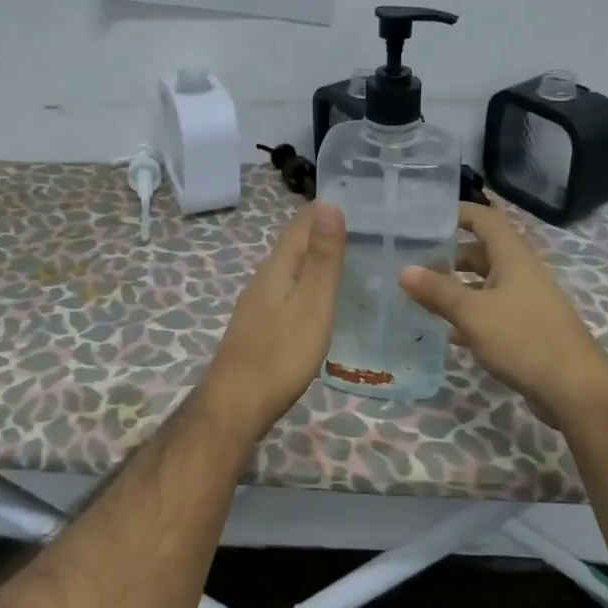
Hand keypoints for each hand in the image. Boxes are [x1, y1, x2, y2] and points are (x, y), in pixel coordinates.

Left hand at [198, 201, 345, 440]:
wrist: (236, 404)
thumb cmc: (281, 354)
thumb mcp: (312, 304)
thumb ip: (321, 258)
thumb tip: (329, 203)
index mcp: (277, 266)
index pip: (302, 222)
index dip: (330, 208)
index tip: (365, 202)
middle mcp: (264, 277)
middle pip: (296, 244)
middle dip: (327, 233)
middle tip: (371, 232)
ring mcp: (259, 303)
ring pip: (292, 268)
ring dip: (319, 259)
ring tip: (356, 261)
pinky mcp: (261, 325)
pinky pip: (290, 291)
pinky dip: (310, 285)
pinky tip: (326, 299)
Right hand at [399, 202, 607, 425]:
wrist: (574, 388)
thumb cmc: (523, 339)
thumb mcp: (473, 313)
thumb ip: (438, 291)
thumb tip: (403, 270)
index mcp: (512, 256)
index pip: (484, 218)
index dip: (456, 212)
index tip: (424, 217)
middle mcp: (520, 271)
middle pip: (481, 251)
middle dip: (448, 254)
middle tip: (412, 261)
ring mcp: (524, 300)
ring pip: (484, 283)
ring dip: (456, 287)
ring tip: (420, 295)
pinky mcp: (525, 327)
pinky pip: (491, 311)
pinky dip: (468, 315)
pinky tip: (446, 332)